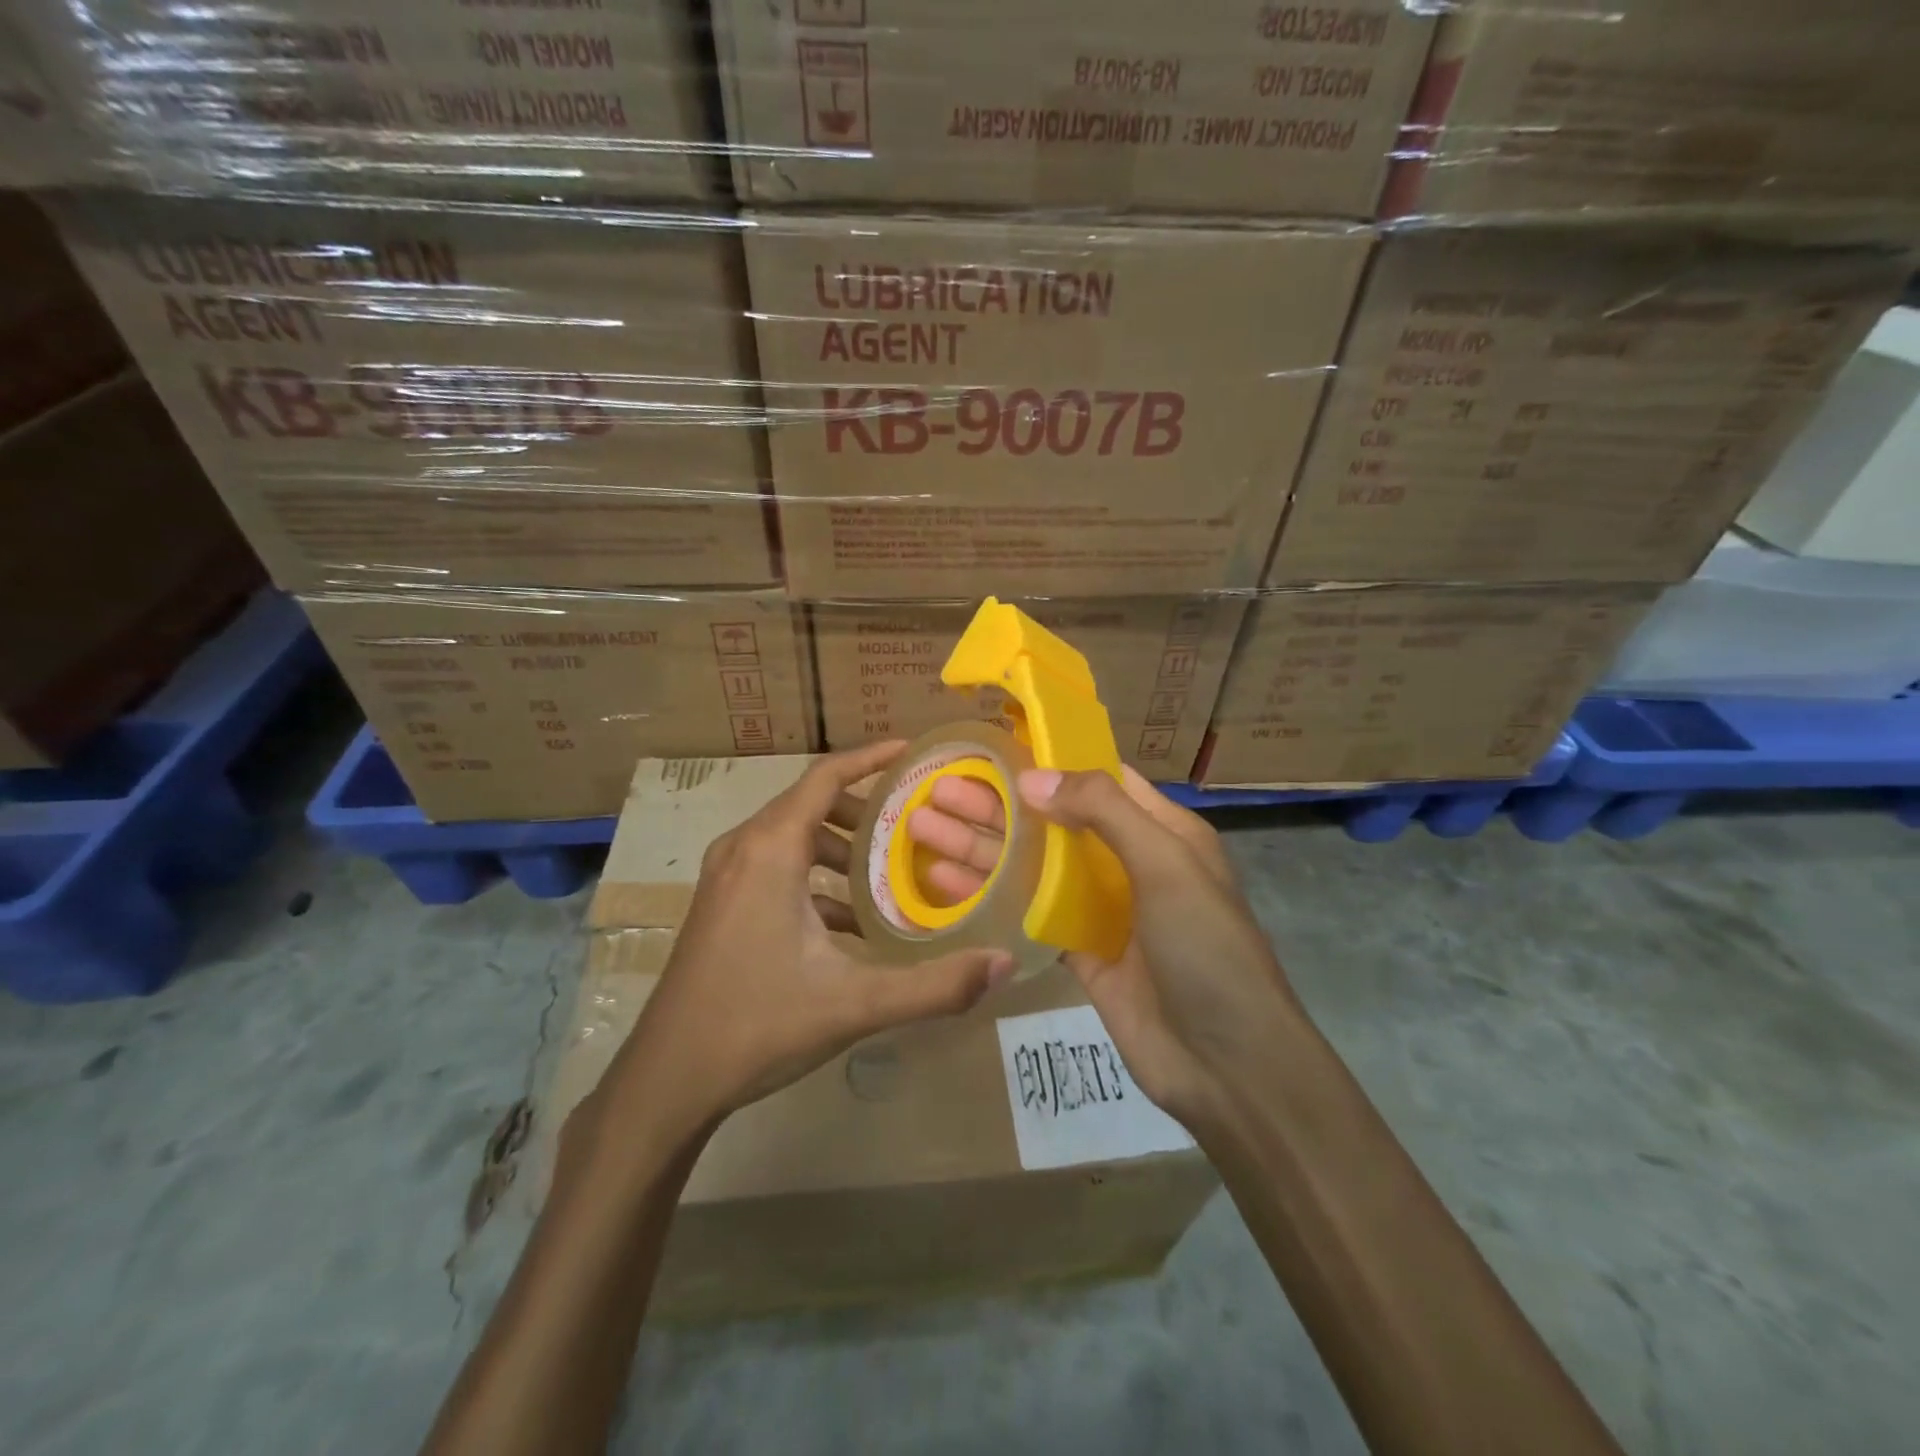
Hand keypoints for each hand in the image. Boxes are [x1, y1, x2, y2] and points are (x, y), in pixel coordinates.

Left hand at [600, 742, 1016, 1144]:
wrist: (667, 1079)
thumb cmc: (758, 1024)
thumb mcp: (855, 1003)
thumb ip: (935, 985)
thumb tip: (1003, 963)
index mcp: (770, 850)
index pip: (825, 776)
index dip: (870, 757)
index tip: (911, 752)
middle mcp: (743, 849)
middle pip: (811, 804)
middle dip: (865, 809)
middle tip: (915, 823)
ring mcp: (726, 877)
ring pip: (793, 837)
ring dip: (841, 846)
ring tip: (890, 872)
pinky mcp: (720, 905)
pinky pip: (776, 866)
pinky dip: (816, 876)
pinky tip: (850, 921)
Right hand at [907, 764, 1299, 1126]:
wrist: (1226, 1065)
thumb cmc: (1205, 949)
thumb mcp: (1166, 864)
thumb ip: (1103, 811)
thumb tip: (1032, 777)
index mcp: (1158, 830)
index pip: (1096, 778)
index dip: (1047, 760)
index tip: (991, 746)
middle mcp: (1125, 860)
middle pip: (1050, 820)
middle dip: (995, 803)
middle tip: (934, 787)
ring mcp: (1099, 907)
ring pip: (1030, 865)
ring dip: (980, 846)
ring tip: (919, 827)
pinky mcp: (1077, 950)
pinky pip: (1026, 912)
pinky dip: (988, 895)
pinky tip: (943, 882)